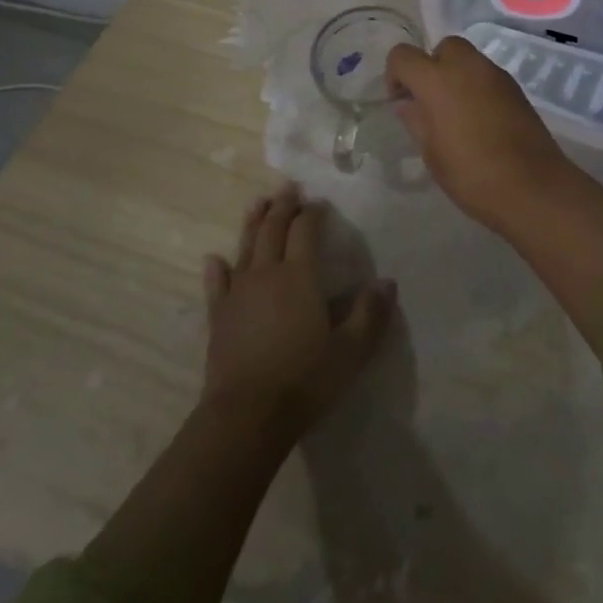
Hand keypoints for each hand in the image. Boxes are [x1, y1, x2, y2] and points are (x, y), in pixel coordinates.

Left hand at [202, 184, 395, 438]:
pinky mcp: (219, 316)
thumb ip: (370, 313)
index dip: (313, 213)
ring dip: (253, 222)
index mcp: (300, 276)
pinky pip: (217, 284)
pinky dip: (217, 268)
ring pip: (245, 247)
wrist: (247, 415)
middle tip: (288, 187)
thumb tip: (387, 282)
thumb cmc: (305, 378)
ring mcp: (238, 293)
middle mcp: (267, 274)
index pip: (305, 231)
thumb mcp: (350, 350)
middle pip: (272, 229)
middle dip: (282, 206)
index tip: (320, 203)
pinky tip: (214, 259)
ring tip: (258, 203)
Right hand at [385, 36, 575, 233]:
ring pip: (469, 59)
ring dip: (456, 75)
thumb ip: (416, 120)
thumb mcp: (431, 152)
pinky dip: (478, 86)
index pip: (403, 55)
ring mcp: (496, 74)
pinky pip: (488, 75)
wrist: (532, 186)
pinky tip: (481, 119)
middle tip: (431, 101)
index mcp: (437, 80)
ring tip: (456, 113)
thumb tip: (408, 103)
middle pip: (443, 47)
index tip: (401, 101)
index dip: (396, 74)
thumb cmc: (471, 174)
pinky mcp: (516, 88)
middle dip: (432, 66)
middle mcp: (467, 66)